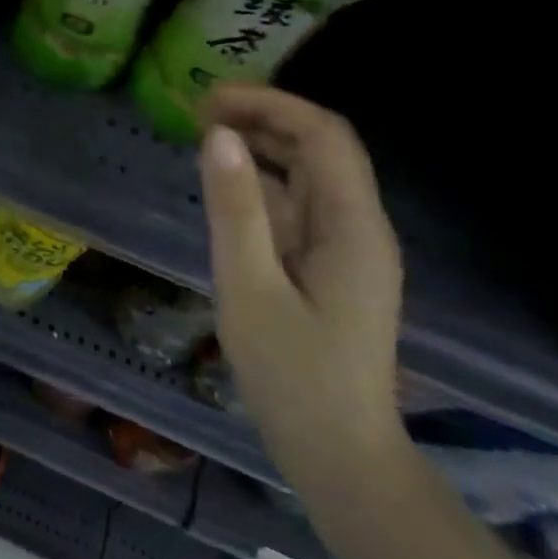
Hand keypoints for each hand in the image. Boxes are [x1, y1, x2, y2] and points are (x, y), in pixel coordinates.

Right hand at [198, 84, 407, 496]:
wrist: (341, 458)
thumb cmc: (293, 377)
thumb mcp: (249, 287)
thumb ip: (235, 208)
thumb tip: (219, 135)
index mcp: (353, 226)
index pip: (323, 134)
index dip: (269, 103)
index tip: (210, 100)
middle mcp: (360, 226)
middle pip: (320, 146)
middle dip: (263, 117)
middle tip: (198, 114)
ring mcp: (348, 247)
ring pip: (309, 173)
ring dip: (262, 145)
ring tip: (205, 137)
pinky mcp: (332, 266)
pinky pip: (300, 204)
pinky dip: (263, 181)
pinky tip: (226, 187)